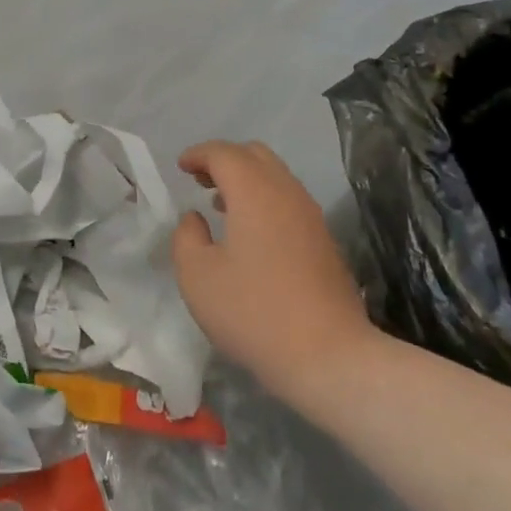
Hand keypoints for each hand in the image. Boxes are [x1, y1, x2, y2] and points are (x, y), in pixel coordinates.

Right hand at [172, 140, 378, 404]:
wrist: (330, 357)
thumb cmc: (254, 312)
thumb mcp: (198, 277)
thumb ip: (187, 237)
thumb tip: (195, 218)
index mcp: (254, 192)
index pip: (224, 153)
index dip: (198, 154)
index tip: (180, 167)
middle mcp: (286, 193)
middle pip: (255, 155)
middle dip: (224, 160)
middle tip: (199, 180)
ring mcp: (311, 216)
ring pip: (276, 177)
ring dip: (246, 180)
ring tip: (221, 204)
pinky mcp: (324, 241)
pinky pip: (288, 201)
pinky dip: (264, 200)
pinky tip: (251, 232)